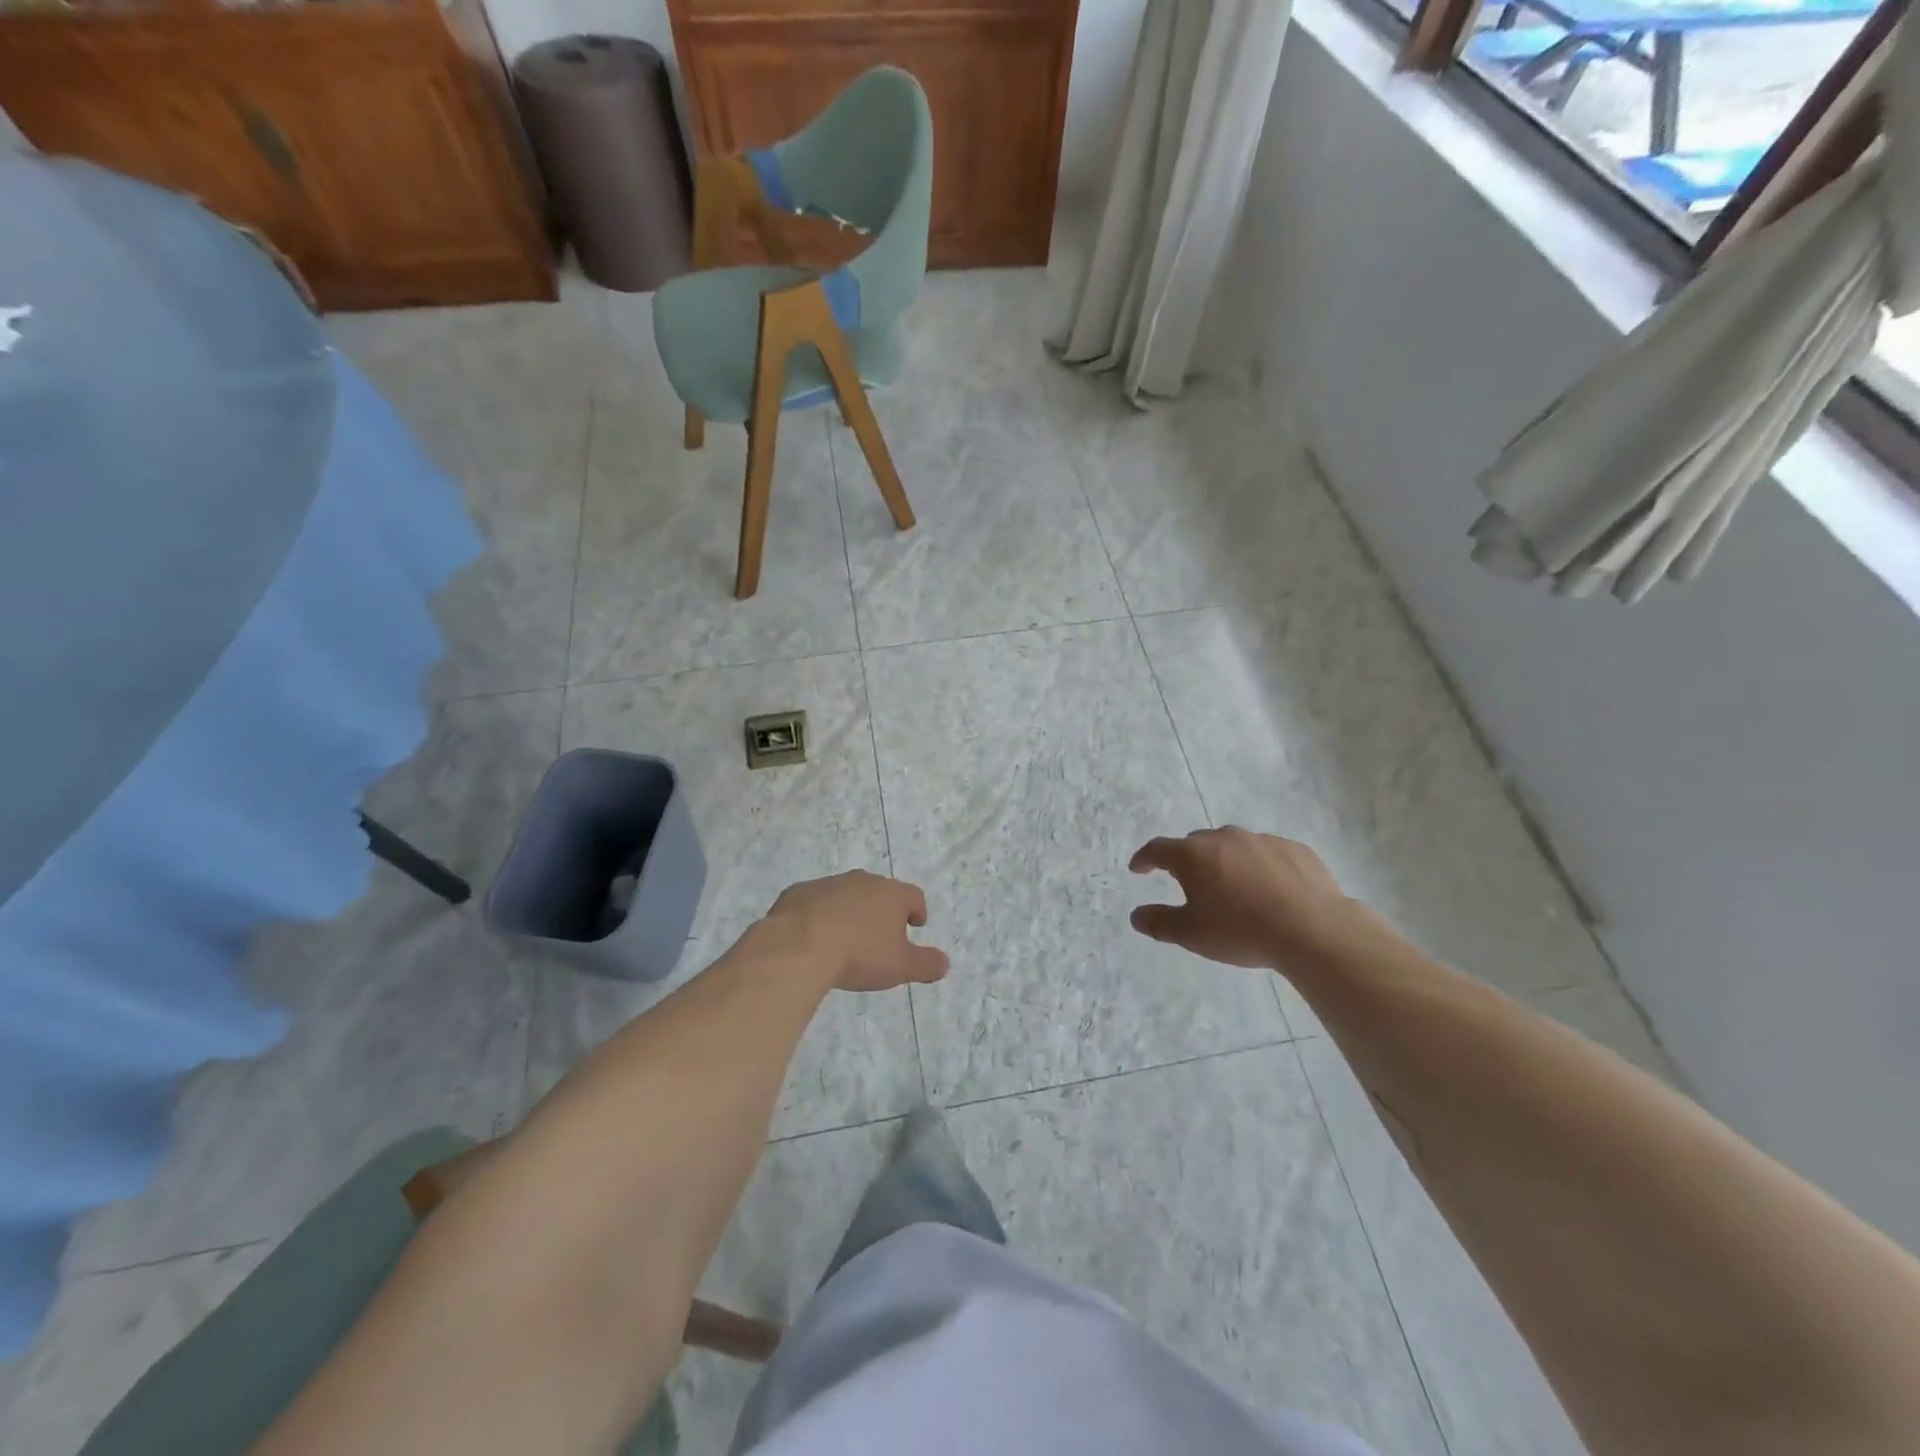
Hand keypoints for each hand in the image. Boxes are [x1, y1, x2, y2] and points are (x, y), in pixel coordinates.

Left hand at [763, 870, 949, 992]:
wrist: (798, 945)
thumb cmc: (858, 954)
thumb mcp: (900, 967)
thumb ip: (926, 964)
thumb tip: (945, 963)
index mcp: (891, 894)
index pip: (913, 896)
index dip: (917, 910)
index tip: (916, 924)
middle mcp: (862, 881)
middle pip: (879, 891)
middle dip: (882, 909)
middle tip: (880, 933)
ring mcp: (828, 884)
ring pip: (846, 894)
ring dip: (849, 911)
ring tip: (846, 937)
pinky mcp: (798, 892)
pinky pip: (814, 902)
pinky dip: (818, 914)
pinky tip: (813, 936)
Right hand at [1128, 827, 1357, 969]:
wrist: (1312, 929)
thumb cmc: (1241, 930)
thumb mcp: (1192, 934)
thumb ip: (1159, 922)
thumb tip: (1136, 916)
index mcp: (1193, 855)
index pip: (1158, 849)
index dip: (1145, 859)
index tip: (1138, 869)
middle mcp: (1224, 838)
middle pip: (1196, 843)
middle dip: (1187, 859)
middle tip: (1188, 882)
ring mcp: (1262, 840)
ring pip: (1233, 845)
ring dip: (1225, 861)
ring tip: (1232, 887)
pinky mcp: (1294, 848)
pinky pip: (1267, 853)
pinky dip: (1260, 866)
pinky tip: (1269, 889)